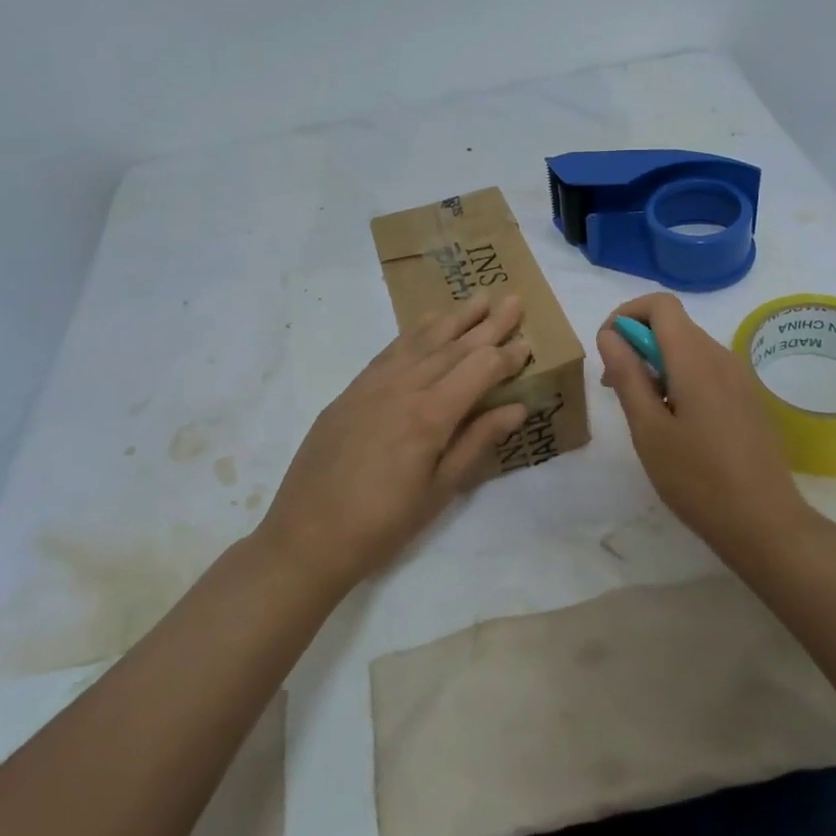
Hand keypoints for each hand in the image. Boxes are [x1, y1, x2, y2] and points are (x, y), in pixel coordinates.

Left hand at [257, 293, 532, 593]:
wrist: (307, 536)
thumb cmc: (383, 524)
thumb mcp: (439, 491)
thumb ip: (478, 442)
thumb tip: (517, 407)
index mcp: (430, 415)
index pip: (480, 370)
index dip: (507, 357)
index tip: (528, 344)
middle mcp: (403, 388)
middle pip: (454, 347)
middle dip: (488, 324)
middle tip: (513, 300)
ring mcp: (373, 384)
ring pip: (422, 341)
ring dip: (454, 319)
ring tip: (478, 299)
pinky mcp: (352, 389)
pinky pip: (391, 350)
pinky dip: (415, 332)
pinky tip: (428, 322)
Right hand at [597, 293, 809, 561]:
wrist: (765, 524)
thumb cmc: (697, 479)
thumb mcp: (648, 429)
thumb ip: (628, 375)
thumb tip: (610, 335)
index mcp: (695, 358)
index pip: (660, 304)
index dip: (627, 315)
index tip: (608, 351)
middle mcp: (722, 357)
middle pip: (674, 325)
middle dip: (637, 344)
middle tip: (616, 389)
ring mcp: (740, 378)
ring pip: (689, 349)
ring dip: (657, 364)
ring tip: (644, 413)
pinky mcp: (748, 399)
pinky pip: (707, 370)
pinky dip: (680, 379)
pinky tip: (675, 425)